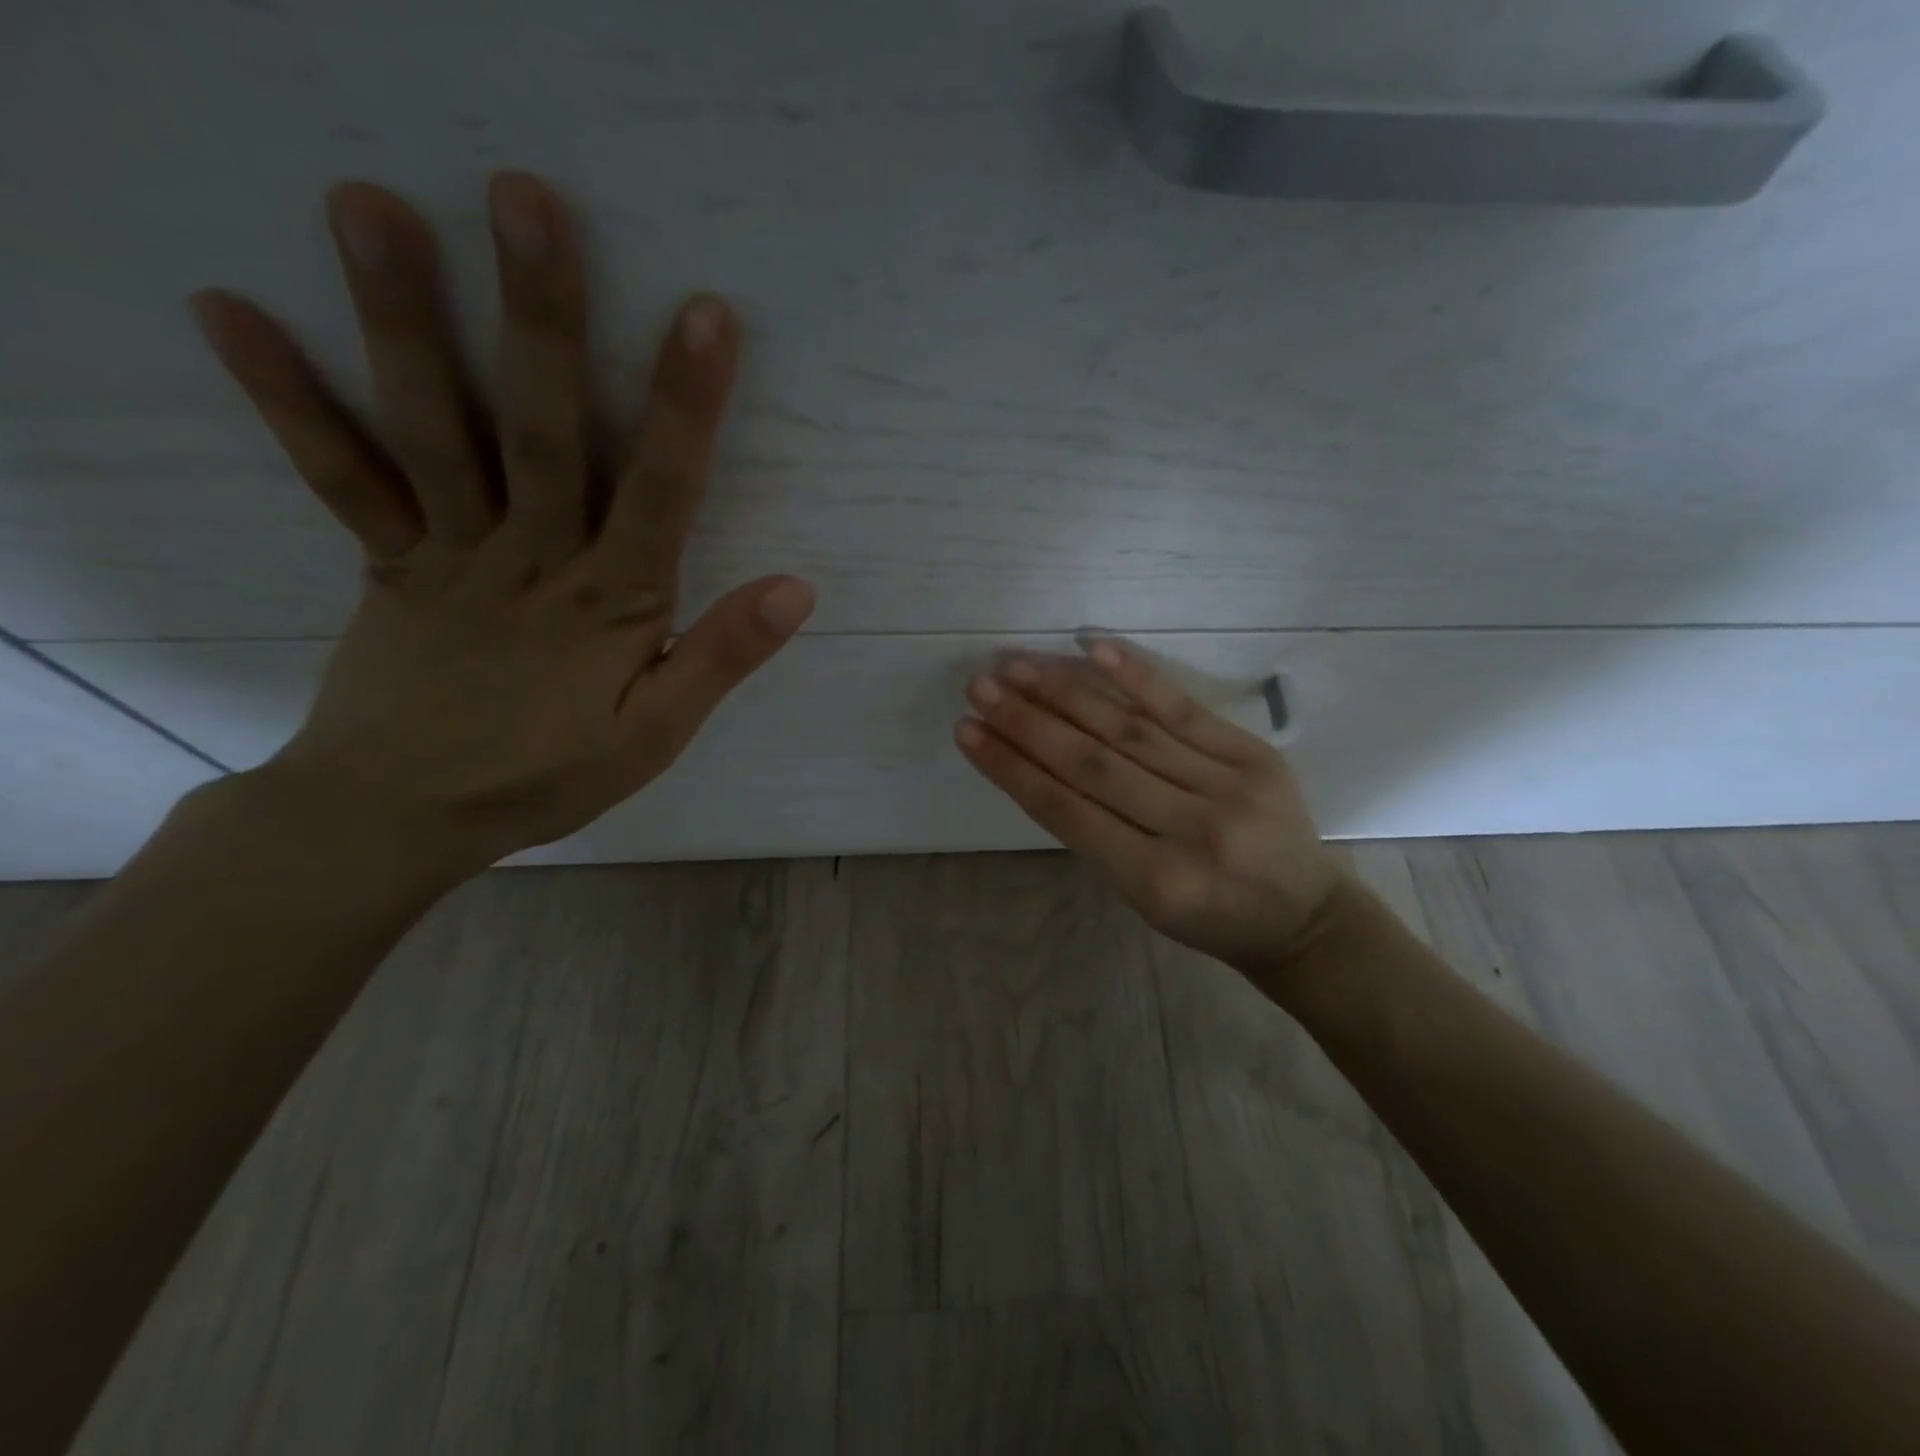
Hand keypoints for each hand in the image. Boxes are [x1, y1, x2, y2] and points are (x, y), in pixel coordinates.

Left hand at [189, 172, 811, 870]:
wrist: (403, 817)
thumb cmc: (547, 775)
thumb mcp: (656, 734)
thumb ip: (721, 656)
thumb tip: (796, 588)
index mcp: (611, 602)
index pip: (660, 491)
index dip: (685, 406)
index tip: (705, 315)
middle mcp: (531, 558)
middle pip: (540, 430)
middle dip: (541, 317)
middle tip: (526, 199)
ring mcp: (449, 551)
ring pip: (435, 431)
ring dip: (404, 320)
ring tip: (371, 206)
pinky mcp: (388, 562)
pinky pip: (343, 479)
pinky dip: (290, 401)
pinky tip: (234, 312)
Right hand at [956, 640, 1348, 974]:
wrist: (1304, 918)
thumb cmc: (1208, 918)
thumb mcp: (1141, 897)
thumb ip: (1094, 834)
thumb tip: (1035, 762)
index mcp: (1154, 880)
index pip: (1065, 810)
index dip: (1010, 767)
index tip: (966, 731)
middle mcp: (1190, 830)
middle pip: (1091, 763)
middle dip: (1027, 722)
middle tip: (980, 687)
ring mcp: (1226, 786)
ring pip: (1129, 731)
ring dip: (1065, 693)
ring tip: (1017, 666)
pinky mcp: (1253, 755)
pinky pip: (1184, 710)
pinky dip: (1136, 677)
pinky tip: (1094, 648)